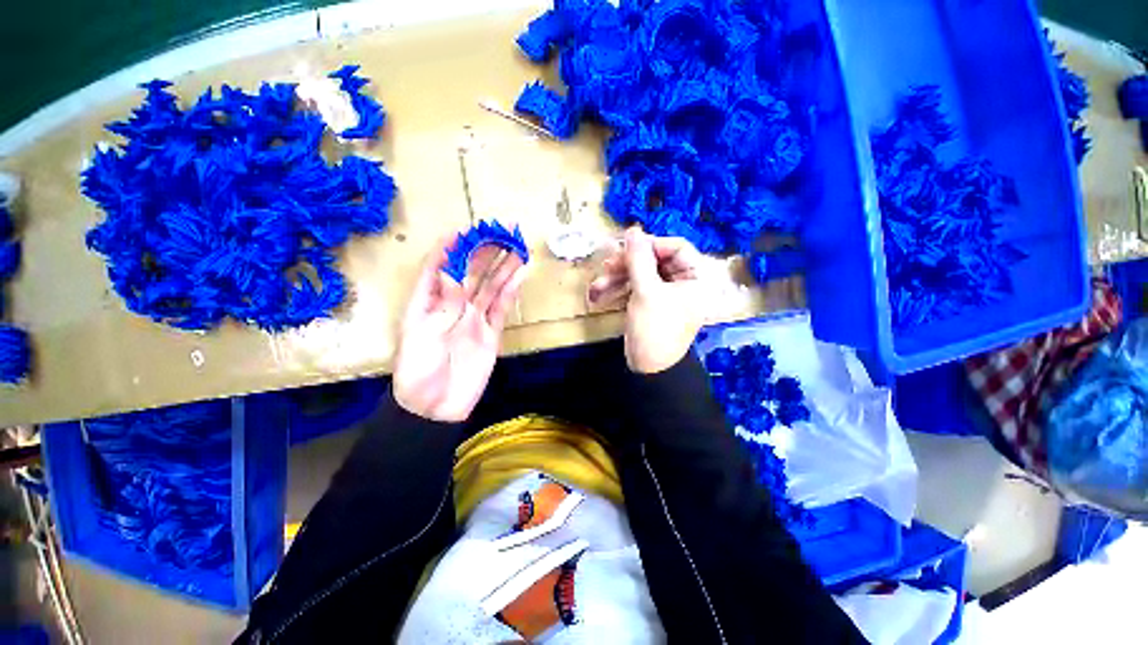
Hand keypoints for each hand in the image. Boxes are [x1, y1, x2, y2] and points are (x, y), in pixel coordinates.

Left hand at [393, 238, 527, 421]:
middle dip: (483, 253)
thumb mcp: (423, 337)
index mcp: (425, 304)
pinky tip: (518, 276)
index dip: (449, 248)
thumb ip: (442, 305)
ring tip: (516, 248)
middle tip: (500, 233)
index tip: (464, 230)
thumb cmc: (418, 373)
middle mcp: (451, 306)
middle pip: (469, 274)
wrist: (436, 409)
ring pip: (489, 288)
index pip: (436, 268)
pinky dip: (510, 292)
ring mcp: (473, 319)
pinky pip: (501, 309)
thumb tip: (453, 271)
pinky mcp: (490, 333)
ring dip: (502, 268)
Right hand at [588, 228, 709, 373]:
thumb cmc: (654, 329)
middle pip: (655, 259)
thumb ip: (638, 259)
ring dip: (618, 277)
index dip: (651, 244)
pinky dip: (619, 288)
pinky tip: (599, 293)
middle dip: (628, 263)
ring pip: (641, 273)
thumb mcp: (646, 292)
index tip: (627, 247)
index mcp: (697, 278)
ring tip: (597, 285)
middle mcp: (685, 282)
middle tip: (607, 265)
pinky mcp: (651, 301)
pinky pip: (636, 286)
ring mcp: (666, 292)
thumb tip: (633, 229)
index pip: (676, 247)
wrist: (647, 369)